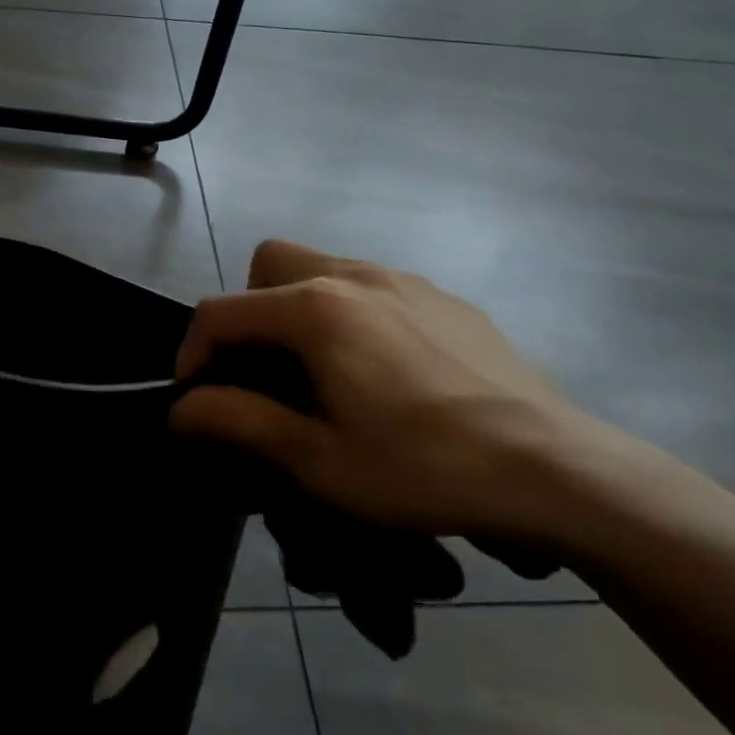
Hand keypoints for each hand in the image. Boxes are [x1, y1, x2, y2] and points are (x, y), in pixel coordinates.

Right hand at [170, 240, 624, 542]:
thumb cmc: (423, 468)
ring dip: (299, 310)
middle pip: (270, 263)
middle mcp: (355, 274)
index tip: (196, 401)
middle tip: (266, 373)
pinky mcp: (444, 297)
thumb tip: (180, 409)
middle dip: (249, 311)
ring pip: (323, 268)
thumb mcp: (318, 461)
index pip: (222, 312)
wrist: (555, 470)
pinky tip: (385, 374)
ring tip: (323, 375)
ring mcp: (405, 280)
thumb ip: (239, 421)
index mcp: (315, 308)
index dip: (193, 353)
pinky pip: (374, 288)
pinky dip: (352, 315)